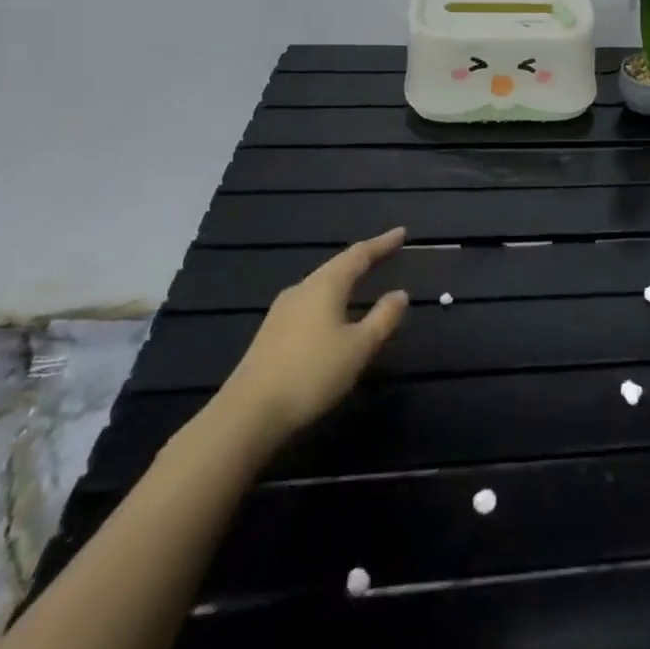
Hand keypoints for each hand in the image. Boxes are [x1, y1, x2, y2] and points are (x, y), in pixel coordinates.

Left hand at [211, 227, 409, 448]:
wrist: (247, 414)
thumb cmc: (312, 373)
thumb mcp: (360, 347)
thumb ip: (383, 318)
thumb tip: (400, 294)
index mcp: (325, 286)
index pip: (359, 255)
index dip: (382, 244)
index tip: (401, 233)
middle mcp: (302, 290)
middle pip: (337, 266)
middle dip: (363, 258)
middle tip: (386, 252)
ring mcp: (282, 311)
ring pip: (321, 284)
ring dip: (345, 278)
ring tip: (362, 278)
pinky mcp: (271, 333)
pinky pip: (309, 302)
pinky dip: (330, 298)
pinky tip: (333, 312)